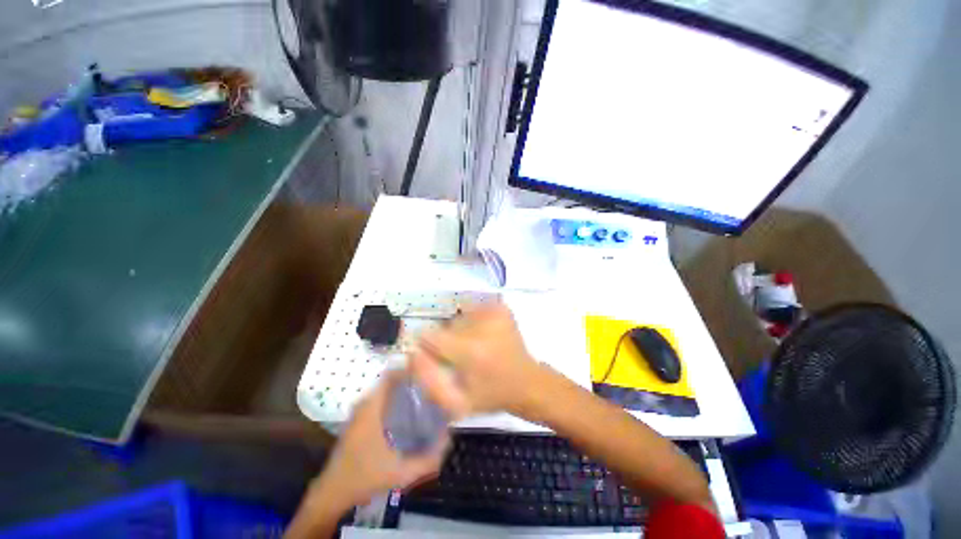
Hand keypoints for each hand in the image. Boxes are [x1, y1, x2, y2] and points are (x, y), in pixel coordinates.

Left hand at [310, 372, 448, 509]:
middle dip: (411, 378)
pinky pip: (380, 399)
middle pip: (390, 380)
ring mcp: (360, 411)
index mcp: (372, 408)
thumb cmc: (365, 477)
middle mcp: (365, 404)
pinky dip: (394, 398)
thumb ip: (427, 460)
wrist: (332, 494)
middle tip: (431, 382)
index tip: (428, 368)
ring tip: (424, 392)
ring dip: (403, 388)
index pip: (391, 374)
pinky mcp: (359, 420)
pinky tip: (408, 410)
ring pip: (385, 390)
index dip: (409, 367)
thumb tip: (449, 440)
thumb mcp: (401, 472)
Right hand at [409, 303, 541, 418]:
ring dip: (461, 330)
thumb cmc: (491, 395)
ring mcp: (494, 313)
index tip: (439, 357)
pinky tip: (483, 336)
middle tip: (461, 356)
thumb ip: (428, 379)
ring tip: (475, 346)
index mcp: (470, 351)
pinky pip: (474, 310)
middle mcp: (482, 326)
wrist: (526, 382)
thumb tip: (412, 353)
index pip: (430, 336)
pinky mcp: (501, 308)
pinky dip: (473, 321)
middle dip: (447, 339)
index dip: (429, 346)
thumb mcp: (456, 402)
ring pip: (460, 317)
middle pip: (447, 325)